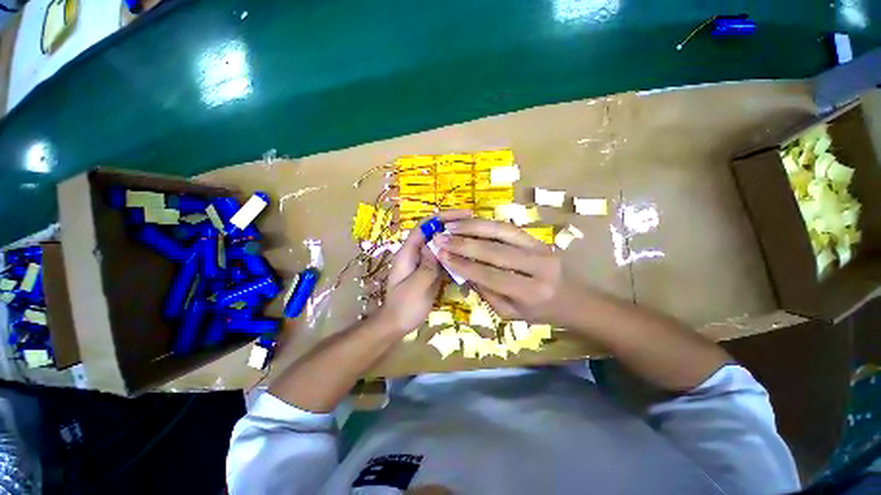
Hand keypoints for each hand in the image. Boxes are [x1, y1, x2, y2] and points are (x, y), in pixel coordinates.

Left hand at [378, 210, 472, 332]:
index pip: (425, 226)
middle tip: (474, 225)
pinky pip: (443, 257)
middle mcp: (415, 252)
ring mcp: (423, 261)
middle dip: (452, 225)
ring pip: (440, 244)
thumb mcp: (417, 286)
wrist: (397, 323)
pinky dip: (454, 254)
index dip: (443, 217)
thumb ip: (427, 265)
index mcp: (408, 252)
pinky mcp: (429, 270)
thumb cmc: (404, 306)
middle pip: (434, 232)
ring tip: (474, 237)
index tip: (464, 215)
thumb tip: (437, 244)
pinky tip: (467, 255)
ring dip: (454, 239)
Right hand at [433, 219, 584, 325]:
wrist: (576, 300)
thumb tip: (462, 269)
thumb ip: (486, 291)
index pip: (489, 275)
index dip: (463, 264)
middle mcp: (537, 267)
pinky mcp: (538, 238)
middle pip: (494, 250)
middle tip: (440, 237)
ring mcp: (540, 248)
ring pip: (502, 231)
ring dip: (473, 226)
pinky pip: (509, 227)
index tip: (441, 255)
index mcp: (530, 293)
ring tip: (451, 225)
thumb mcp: (510, 313)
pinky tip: (470, 222)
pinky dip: (487, 223)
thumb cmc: (541, 312)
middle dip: (463, 243)